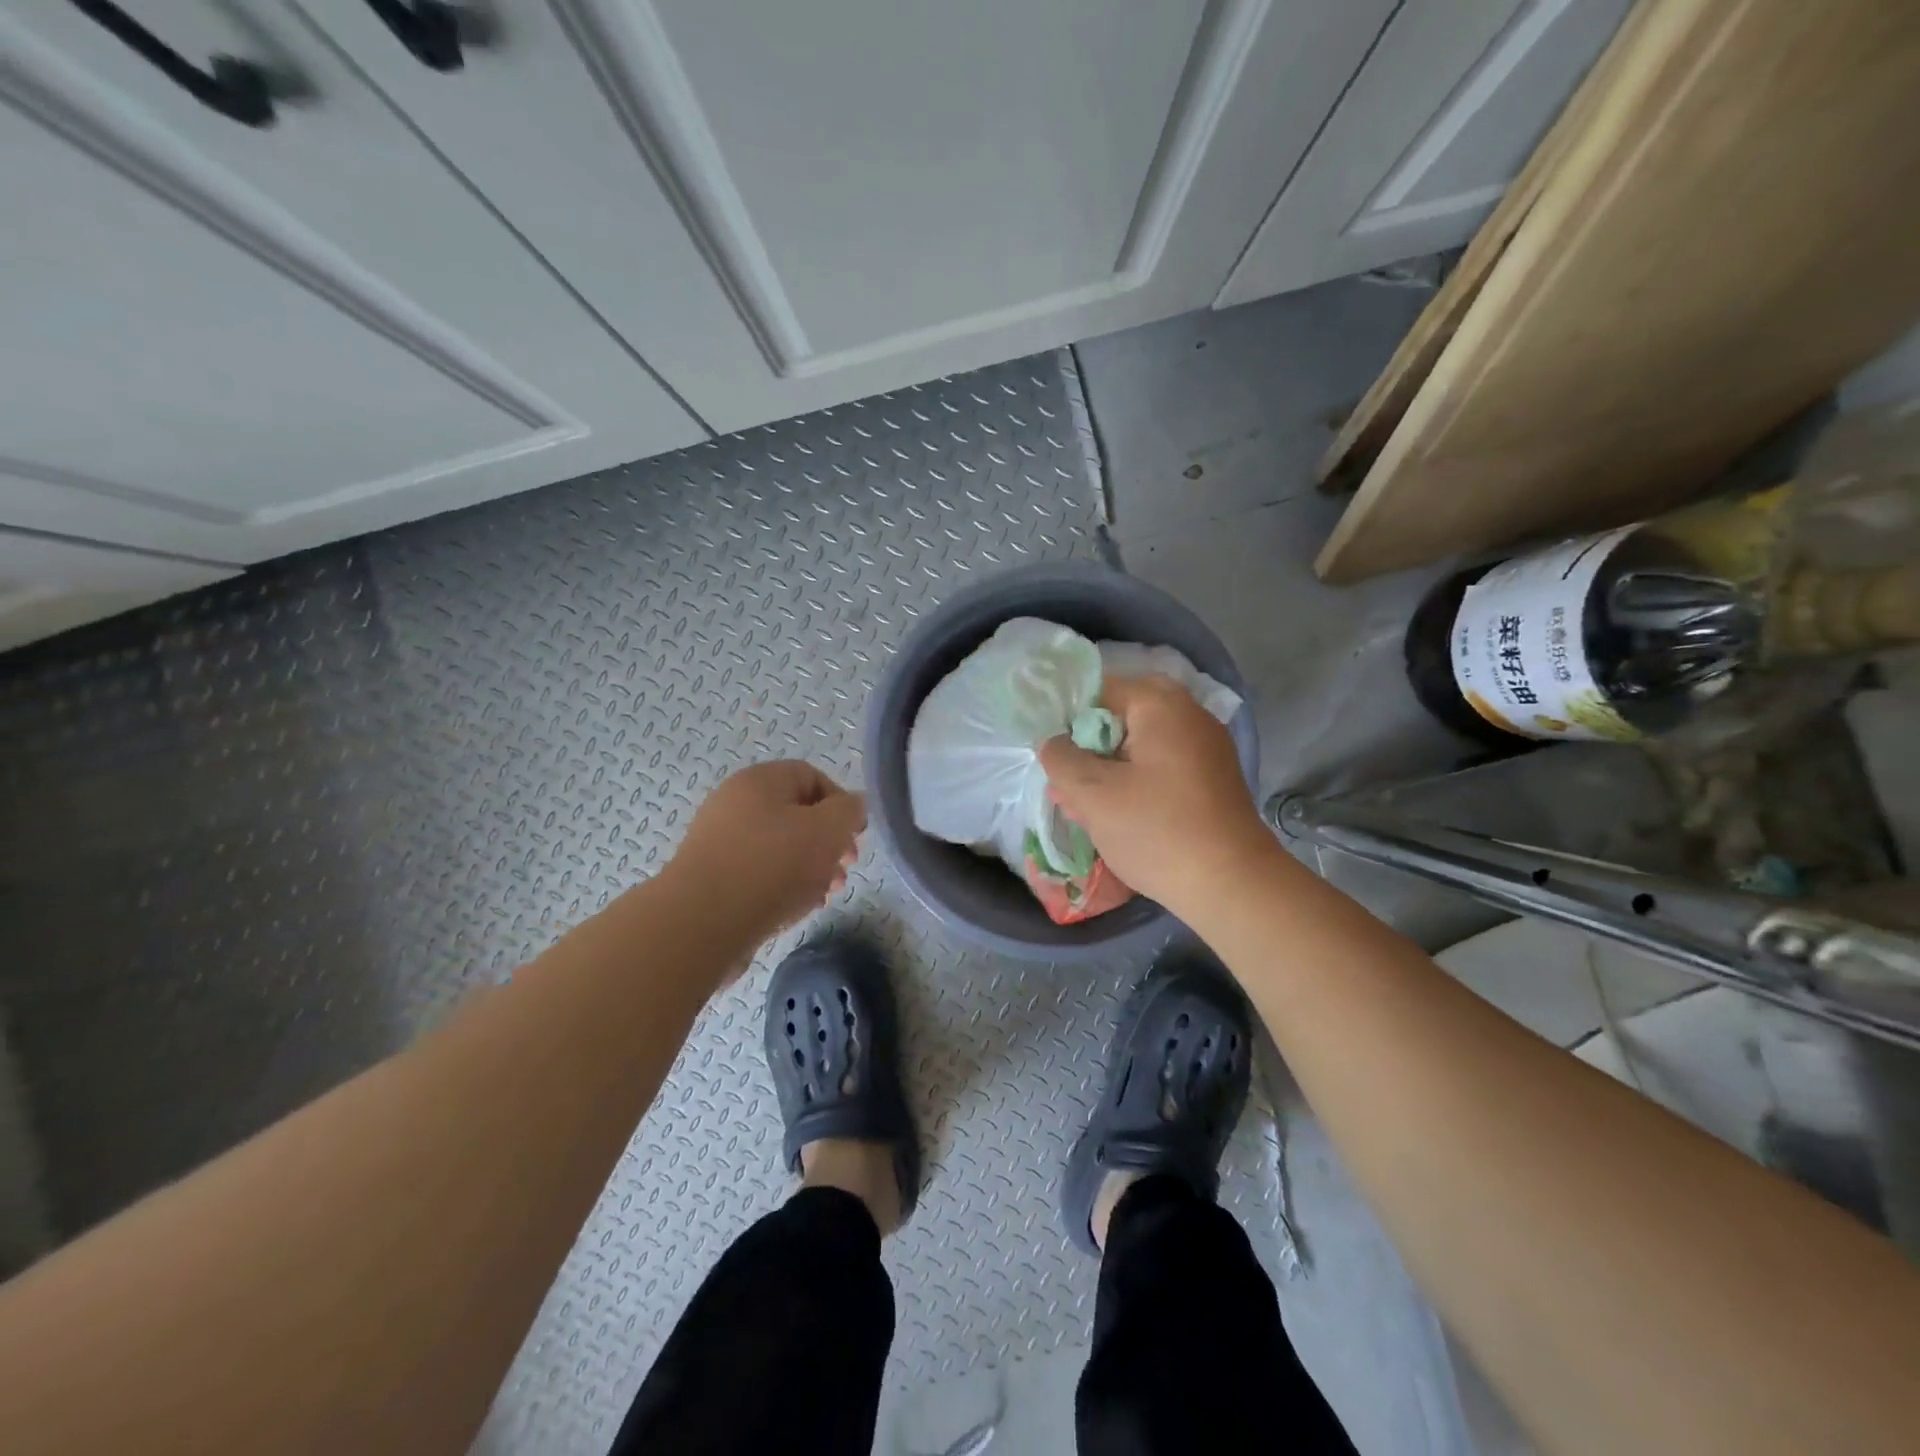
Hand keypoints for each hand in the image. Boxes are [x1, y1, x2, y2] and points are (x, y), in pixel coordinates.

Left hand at [668, 761, 865, 946]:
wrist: (700, 924)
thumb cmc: (771, 866)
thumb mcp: (827, 831)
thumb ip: (849, 811)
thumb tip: (853, 806)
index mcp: (760, 781)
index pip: (812, 777)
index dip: (841, 804)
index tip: (855, 838)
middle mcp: (735, 803)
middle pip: (797, 814)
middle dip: (828, 842)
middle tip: (845, 870)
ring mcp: (720, 841)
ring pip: (780, 847)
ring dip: (810, 868)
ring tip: (825, 894)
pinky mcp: (712, 877)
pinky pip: (758, 873)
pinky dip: (783, 886)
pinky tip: (798, 908)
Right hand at [1038, 675, 1269, 913]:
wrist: (1232, 885)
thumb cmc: (1156, 830)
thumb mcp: (1093, 794)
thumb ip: (1061, 759)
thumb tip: (1053, 742)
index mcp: (1161, 705)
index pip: (1099, 690)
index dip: (1068, 720)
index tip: (1054, 757)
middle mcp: (1189, 715)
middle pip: (1121, 718)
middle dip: (1089, 749)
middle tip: (1067, 782)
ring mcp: (1206, 747)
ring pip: (1141, 746)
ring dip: (1109, 769)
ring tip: (1082, 805)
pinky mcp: (1212, 779)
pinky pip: (1162, 767)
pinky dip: (1136, 782)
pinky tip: (1118, 815)